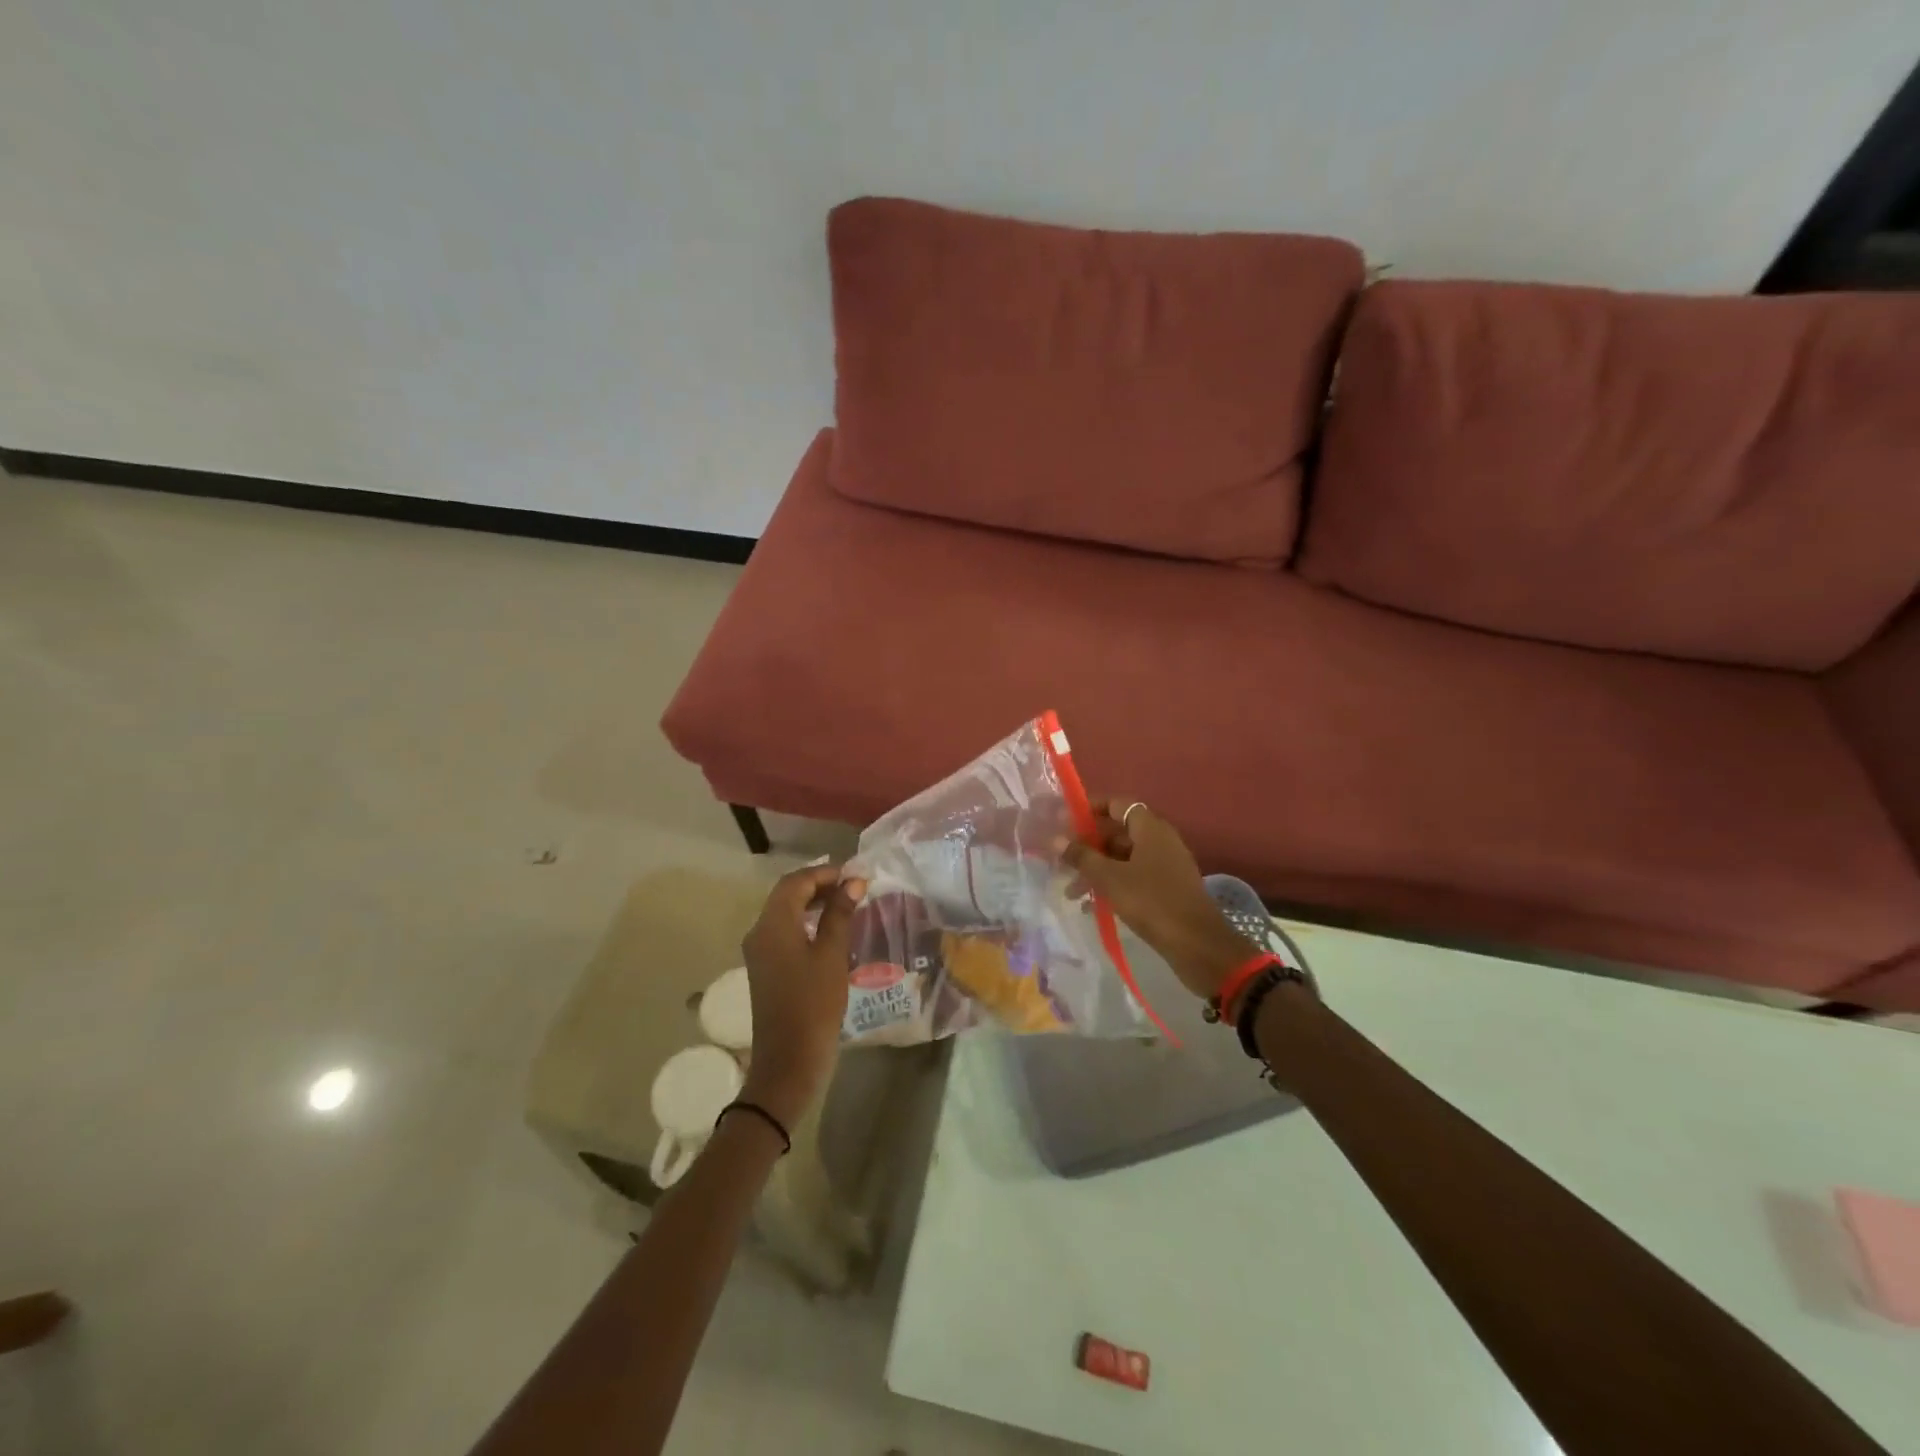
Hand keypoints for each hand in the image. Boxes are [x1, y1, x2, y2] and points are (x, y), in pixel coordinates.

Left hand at [739, 864, 867, 1128]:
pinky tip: (831, 932)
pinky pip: (785, 932)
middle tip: (853, 888)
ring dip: (813, 903)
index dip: (824, 872)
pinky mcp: (766, 969)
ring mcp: (760, 953)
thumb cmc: (814, 1004)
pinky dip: (807, 923)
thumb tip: (853, 882)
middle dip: (819, 885)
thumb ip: (840, 914)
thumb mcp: (832, 955)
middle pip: (787, 894)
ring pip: (785, 913)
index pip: (795, 882)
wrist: (788, 1062)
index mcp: (773, 925)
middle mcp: (760, 932)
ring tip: (847, 905)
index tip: (855, 875)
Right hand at [1063, 799, 1254, 1000]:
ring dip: (1097, 870)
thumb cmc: (1151, 902)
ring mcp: (1166, 866)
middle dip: (1088, 846)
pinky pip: (1134, 877)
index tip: (1065, 819)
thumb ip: (1081, 856)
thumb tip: (1055, 839)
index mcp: (1151, 828)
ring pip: (1124, 859)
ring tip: (1071, 891)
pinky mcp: (1167, 889)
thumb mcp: (1109, 878)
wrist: (1197, 945)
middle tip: (1062, 859)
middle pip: (1118, 833)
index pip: (1117, 804)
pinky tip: (1092, 906)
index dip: (1091, 808)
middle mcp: (1160, 841)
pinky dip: (1113, 885)